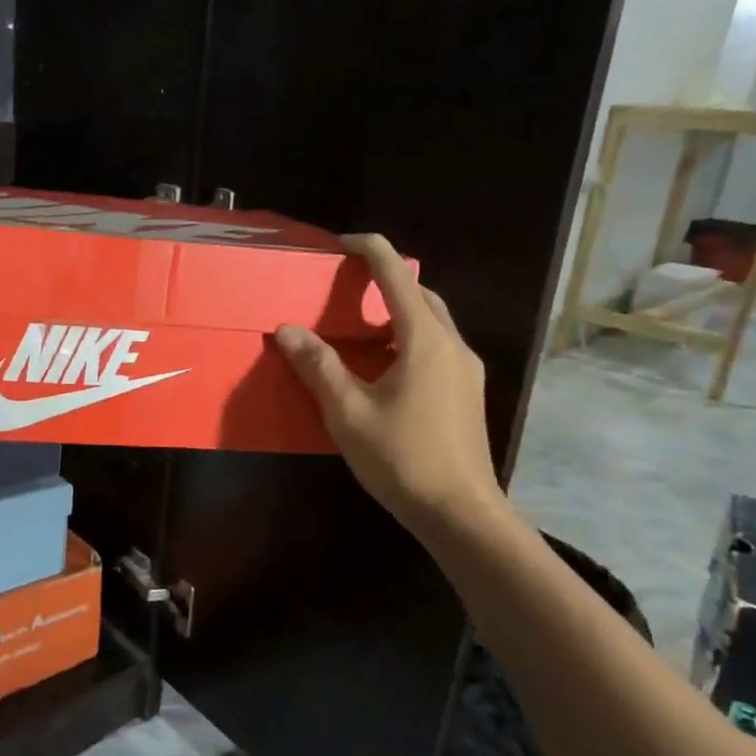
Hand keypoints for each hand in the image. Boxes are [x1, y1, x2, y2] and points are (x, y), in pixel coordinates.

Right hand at [274, 234, 503, 536]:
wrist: (460, 512)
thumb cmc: (401, 457)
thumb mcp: (348, 412)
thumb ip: (318, 366)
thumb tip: (288, 330)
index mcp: (423, 340)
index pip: (396, 275)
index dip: (370, 250)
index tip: (341, 243)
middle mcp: (451, 345)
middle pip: (419, 295)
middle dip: (384, 281)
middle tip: (344, 288)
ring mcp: (465, 370)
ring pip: (430, 323)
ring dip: (395, 314)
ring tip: (356, 329)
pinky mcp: (467, 392)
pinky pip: (435, 348)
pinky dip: (406, 340)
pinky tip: (381, 369)